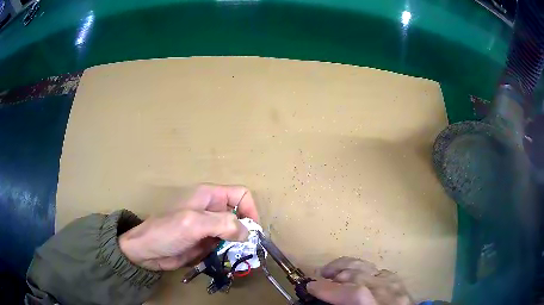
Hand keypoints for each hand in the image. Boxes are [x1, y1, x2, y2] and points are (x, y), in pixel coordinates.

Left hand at [119, 184, 258, 270]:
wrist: (147, 252)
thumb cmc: (166, 232)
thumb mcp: (193, 223)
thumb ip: (222, 224)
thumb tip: (247, 233)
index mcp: (209, 196)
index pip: (241, 195)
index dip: (250, 210)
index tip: (252, 232)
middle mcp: (212, 210)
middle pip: (240, 216)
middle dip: (246, 233)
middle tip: (246, 250)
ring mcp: (209, 228)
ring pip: (235, 233)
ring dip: (239, 246)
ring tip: (237, 258)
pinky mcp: (206, 243)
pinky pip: (226, 246)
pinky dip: (230, 254)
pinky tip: (226, 262)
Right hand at [307, 257, 412, 304]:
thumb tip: (320, 301)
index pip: (356, 293)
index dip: (330, 289)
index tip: (310, 286)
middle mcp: (391, 294)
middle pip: (361, 276)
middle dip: (335, 275)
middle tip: (318, 278)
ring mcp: (396, 285)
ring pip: (369, 267)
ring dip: (346, 266)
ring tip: (329, 270)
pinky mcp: (398, 281)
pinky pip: (377, 270)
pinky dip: (361, 269)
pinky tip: (352, 273)